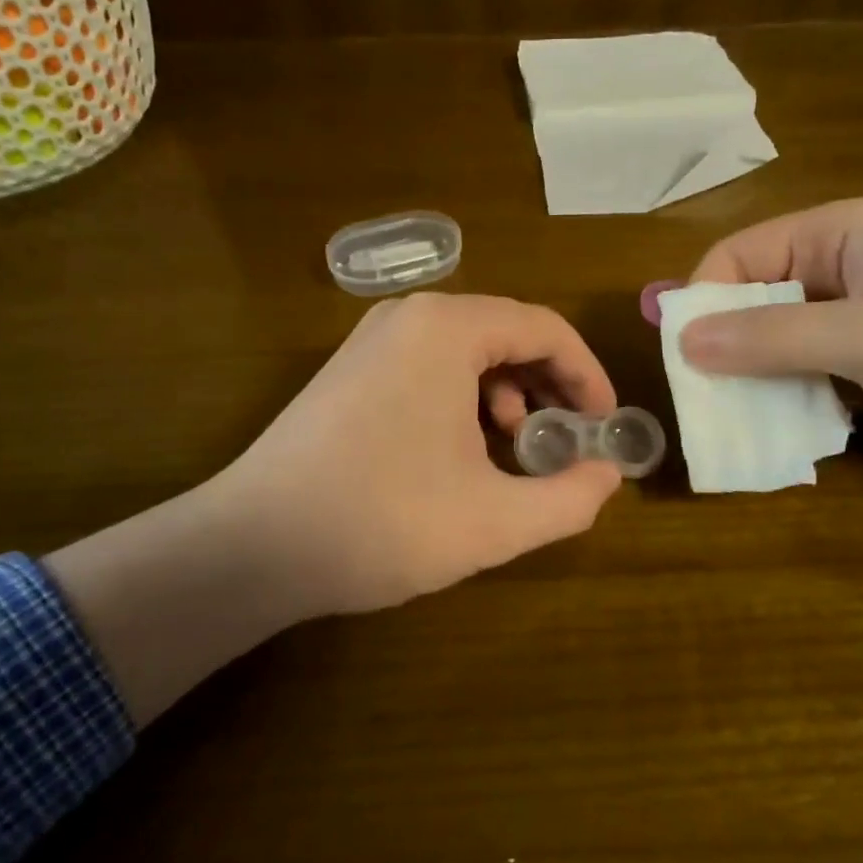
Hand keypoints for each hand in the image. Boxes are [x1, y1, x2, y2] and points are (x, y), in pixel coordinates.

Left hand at [222, 291, 622, 611]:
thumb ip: (569, 498)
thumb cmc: (383, 522)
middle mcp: (408, 316)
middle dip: (548, 384)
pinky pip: (428, 367)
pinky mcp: (348, 371)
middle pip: (505, 333)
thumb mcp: (495, 521)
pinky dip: (464, 399)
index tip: (605, 423)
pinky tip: (462, 450)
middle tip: (569, 437)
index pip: (544, 329)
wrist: (254, 546)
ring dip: (507, 393)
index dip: (586, 375)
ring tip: (516, 445)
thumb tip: (607, 474)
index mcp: (448, 329)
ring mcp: (370, 341)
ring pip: (466, 352)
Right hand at [680, 197, 862, 457]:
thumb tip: (679, 340)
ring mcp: (862, 313)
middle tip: (705, 399)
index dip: (701, 302)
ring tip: (738, 420)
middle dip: (725, 346)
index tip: (683, 359)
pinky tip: (784, 426)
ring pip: (780, 339)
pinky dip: (793, 395)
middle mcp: (842, 264)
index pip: (736, 257)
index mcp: (837, 232)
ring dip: (757, 377)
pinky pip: (813, 369)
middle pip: (753, 298)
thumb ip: (770, 338)